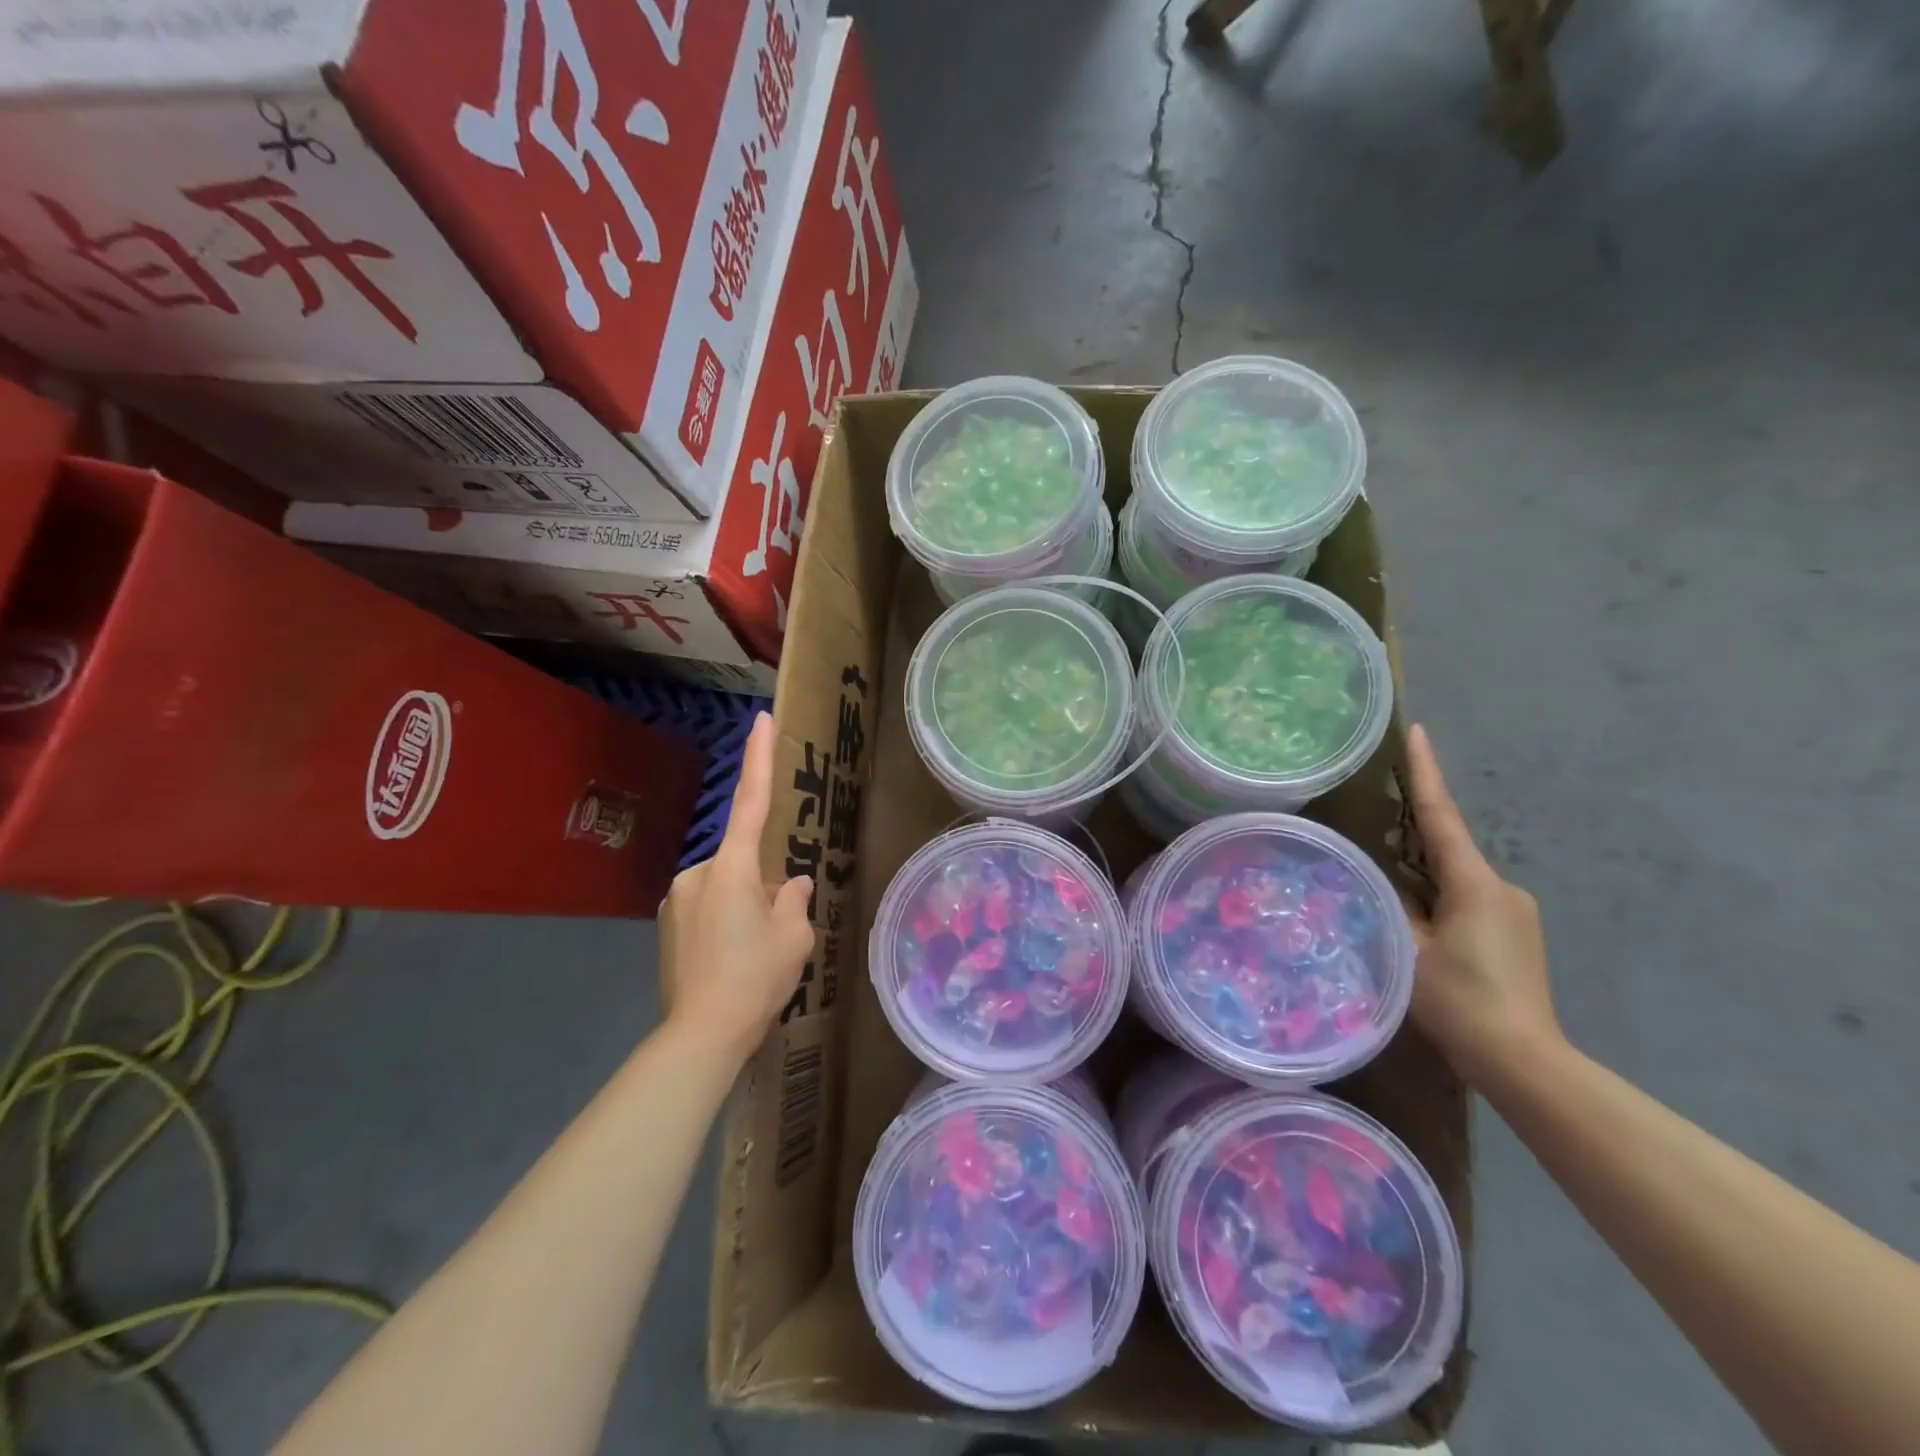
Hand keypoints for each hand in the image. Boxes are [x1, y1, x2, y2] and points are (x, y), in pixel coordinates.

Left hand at [658, 712, 815, 1063]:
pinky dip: (725, 919)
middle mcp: (699, 872)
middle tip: (777, 928)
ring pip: (726, 886)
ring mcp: (678, 897)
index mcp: (733, 868)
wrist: (701, 1034)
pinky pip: (707, 905)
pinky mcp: (667, 923)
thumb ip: (796, 901)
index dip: (759, 758)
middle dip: (765, 882)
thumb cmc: (755, 978)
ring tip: (752, 952)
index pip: (752, 801)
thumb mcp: (794, 938)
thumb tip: (793, 884)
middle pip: (744, 859)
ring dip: (745, 904)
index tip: (761, 719)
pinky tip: (731, 958)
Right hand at [1403, 723, 1562, 1085]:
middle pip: (1448, 846)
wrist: (1524, 1062)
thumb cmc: (1460, 1001)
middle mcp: (1502, 887)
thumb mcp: (1407, 948)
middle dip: (1413, 833)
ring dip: (1424, 875)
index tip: (1416, 732)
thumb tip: (1376, 879)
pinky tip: (1419, 924)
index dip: (1425, 773)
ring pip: (1456, 877)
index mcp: (1474, 883)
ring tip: (1387, 888)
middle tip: (1375, 824)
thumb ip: (1391, 905)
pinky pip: (1469, 900)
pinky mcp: (1517, 935)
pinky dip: (1440, 898)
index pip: (1441, 816)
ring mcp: (1515, 912)